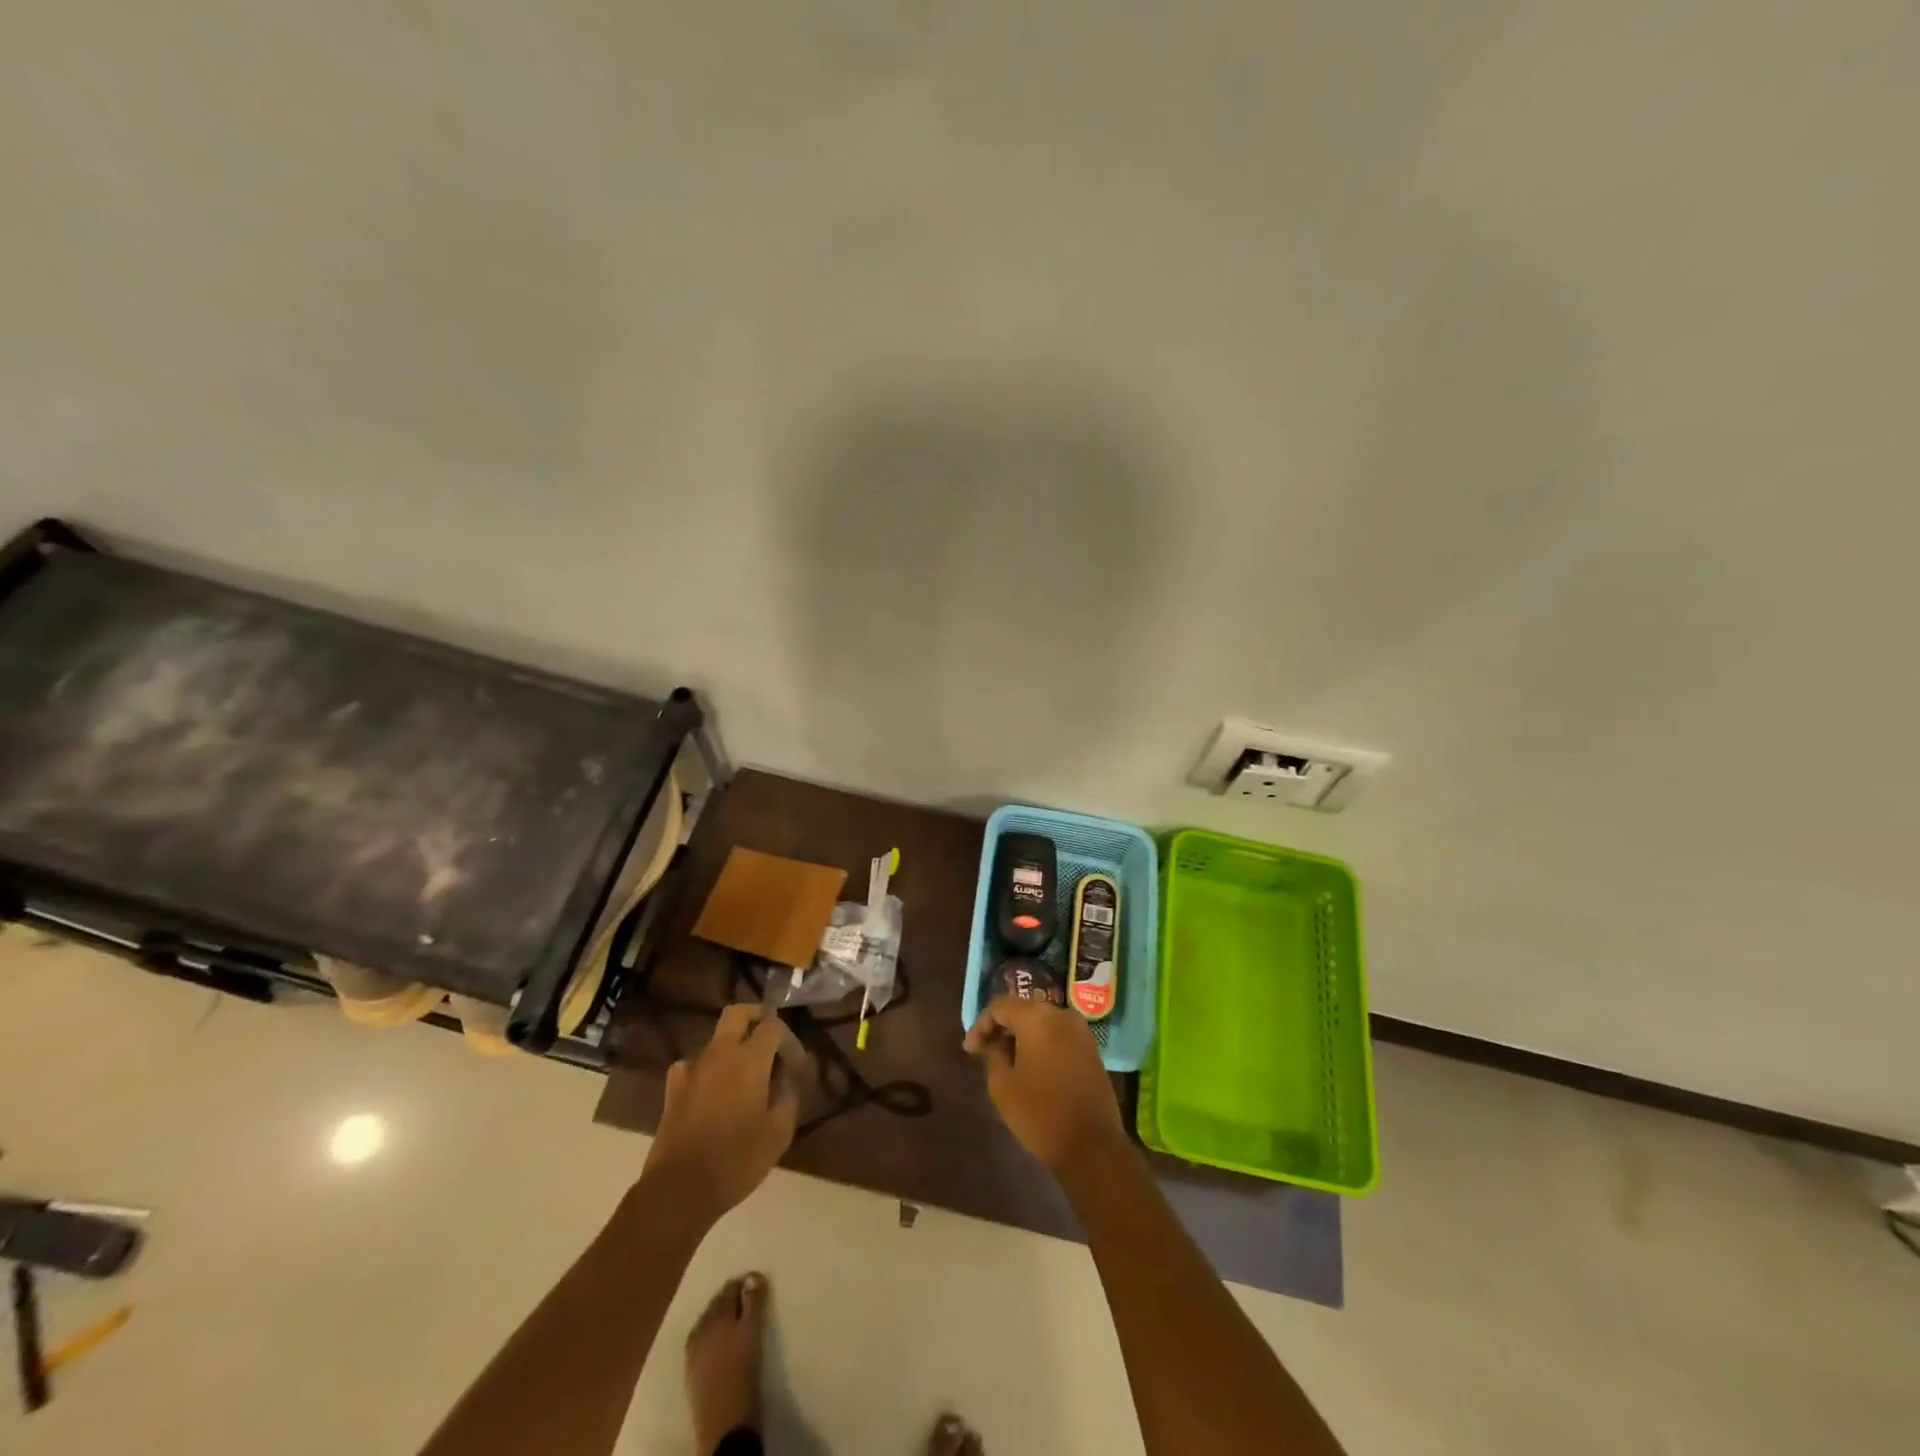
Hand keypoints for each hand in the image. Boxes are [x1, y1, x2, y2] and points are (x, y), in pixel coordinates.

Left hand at [641, 1004, 803, 1225]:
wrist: (679, 1190)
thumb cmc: (736, 1159)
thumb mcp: (779, 1133)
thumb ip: (789, 1097)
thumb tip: (787, 1080)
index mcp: (750, 1059)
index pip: (773, 1026)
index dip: (790, 1040)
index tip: (797, 1068)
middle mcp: (720, 1055)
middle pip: (737, 1014)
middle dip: (757, 1017)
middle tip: (771, 1038)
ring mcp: (693, 1070)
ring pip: (716, 1039)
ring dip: (734, 1046)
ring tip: (746, 1073)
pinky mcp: (673, 1091)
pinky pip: (691, 1065)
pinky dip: (705, 1069)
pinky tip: (711, 1087)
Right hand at [965, 994, 1125, 1171]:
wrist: (1092, 1145)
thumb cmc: (1040, 1113)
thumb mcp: (1002, 1085)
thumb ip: (993, 1053)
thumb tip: (994, 1042)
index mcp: (1037, 1017)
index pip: (1000, 1006)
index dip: (980, 1024)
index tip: (970, 1050)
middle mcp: (1061, 1015)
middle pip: (1023, 1010)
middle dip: (1001, 1028)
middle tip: (984, 1051)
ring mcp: (1080, 1031)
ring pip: (1042, 1022)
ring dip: (1021, 1036)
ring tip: (1005, 1060)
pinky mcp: (1091, 1049)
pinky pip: (1058, 1035)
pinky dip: (1040, 1043)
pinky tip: (1030, 1065)